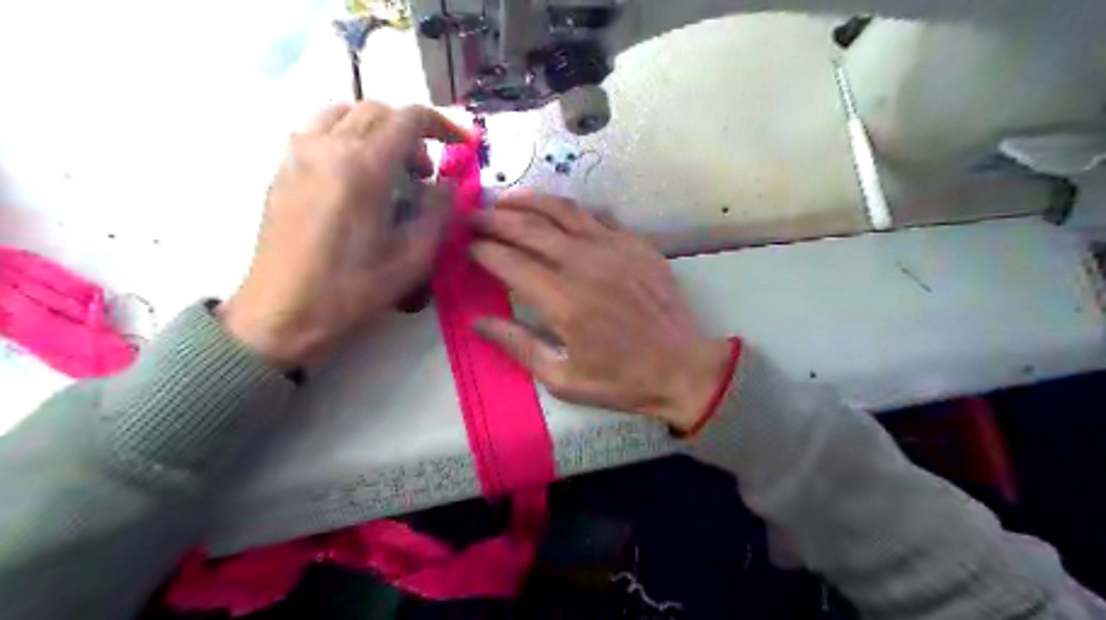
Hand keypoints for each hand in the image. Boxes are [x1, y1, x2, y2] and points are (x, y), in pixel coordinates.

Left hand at [220, 98, 466, 367]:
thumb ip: (438, 211)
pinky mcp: (282, 170)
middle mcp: (327, 147)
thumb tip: (447, 184)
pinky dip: (348, 139)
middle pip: (377, 110)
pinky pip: (318, 132)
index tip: (460, 147)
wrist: (282, 313)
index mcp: (363, 166)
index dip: (443, 126)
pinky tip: (357, 179)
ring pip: (344, 114)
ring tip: (390, 170)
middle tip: (423, 174)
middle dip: (410, 133)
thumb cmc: (353, 290)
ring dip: (377, 131)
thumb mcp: (413, 257)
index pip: (409, 119)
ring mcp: (298, 155)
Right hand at [468, 191, 733, 430]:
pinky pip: (594, 217)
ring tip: (502, 199)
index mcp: (563, 301)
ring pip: (561, 211)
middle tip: (470, 215)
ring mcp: (614, 249)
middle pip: (529, 228)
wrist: (683, 368)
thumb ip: (518, 345)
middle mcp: (585, 265)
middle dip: (493, 218)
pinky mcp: (635, 244)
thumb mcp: (563, 378)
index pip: (510, 262)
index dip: (482, 250)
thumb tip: (477, 322)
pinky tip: (553, 212)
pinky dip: (567, 210)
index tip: (463, 246)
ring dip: (527, 201)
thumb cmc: (621, 380)